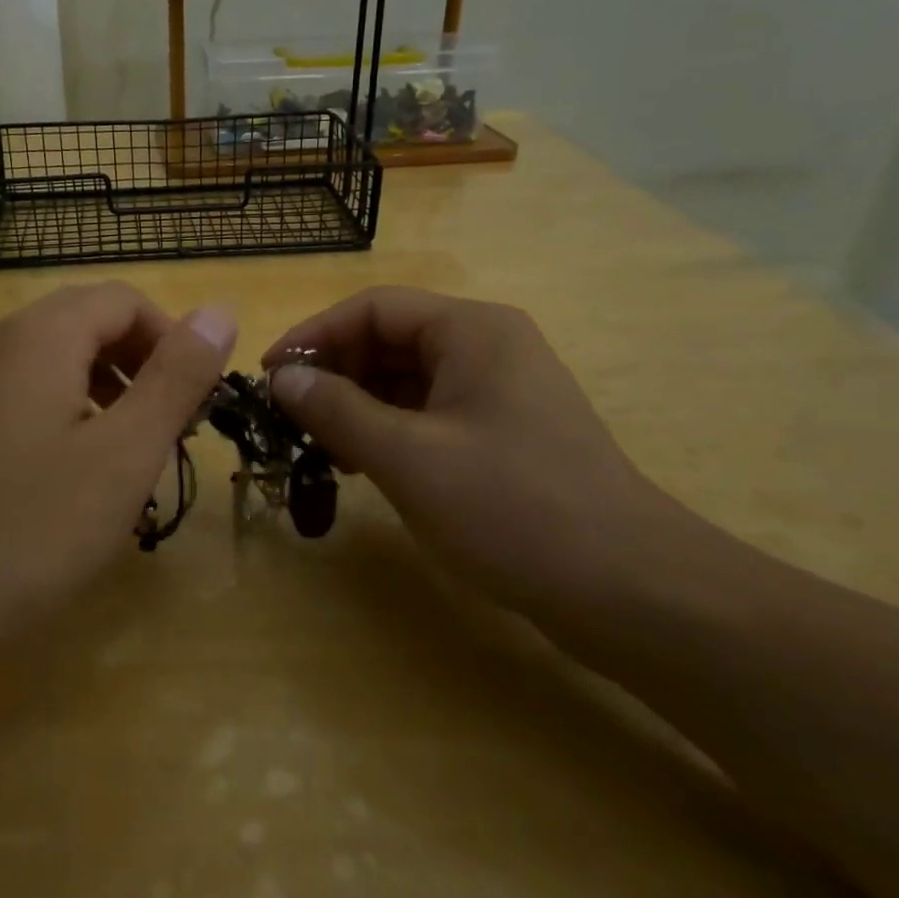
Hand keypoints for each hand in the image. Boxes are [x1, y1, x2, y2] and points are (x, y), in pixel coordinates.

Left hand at [0, 283, 234, 642]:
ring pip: (51, 363)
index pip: (122, 300)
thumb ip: (177, 376)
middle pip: (84, 324)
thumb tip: (219, 311)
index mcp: (39, 336)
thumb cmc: (29, 528)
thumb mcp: (125, 453)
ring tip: (126, 455)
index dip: (171, 338)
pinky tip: (68, 479)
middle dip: (139, 364)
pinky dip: (62, 416)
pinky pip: (19, 398)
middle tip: (169, 428)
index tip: (195, 399)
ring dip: (103, 390)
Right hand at [262, 286, 663, 613]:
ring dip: (358, 407)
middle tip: (290, 419)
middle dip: (335, 374)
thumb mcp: (408, 456)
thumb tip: (281, 377)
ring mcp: (499, 392)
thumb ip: (337, 410)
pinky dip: (389, 432)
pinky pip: (429, 415)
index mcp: (471, 330)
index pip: (373, 308)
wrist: (629, 590)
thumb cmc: (511, 507)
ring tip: (319, 447)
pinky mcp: (503, 434)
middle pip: (390, 340)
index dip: (314, 335)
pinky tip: (364, 467)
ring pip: (407, 381)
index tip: (269, 376)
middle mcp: (487, 347)